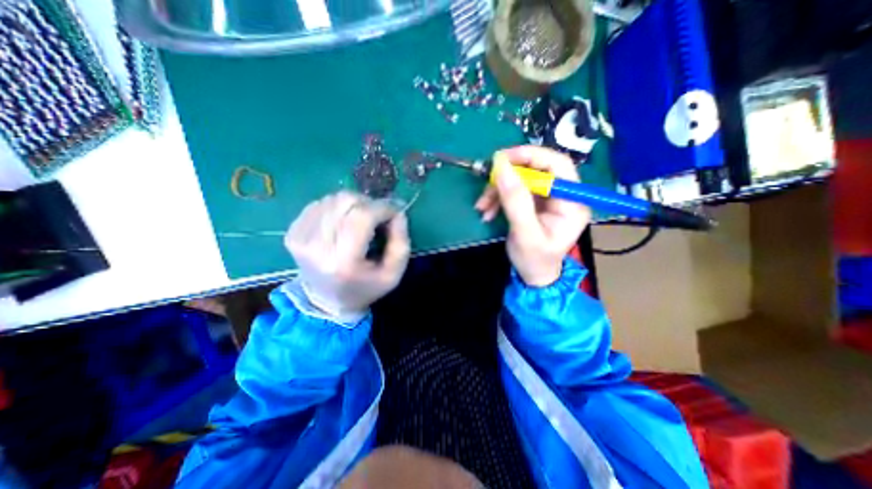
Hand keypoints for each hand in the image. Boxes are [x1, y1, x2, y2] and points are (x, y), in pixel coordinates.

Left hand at [286, 190, 410, 320]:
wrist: (326, 301)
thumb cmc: (365, 288)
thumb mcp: (393, 274)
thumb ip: (400, 242)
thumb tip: (398, 212)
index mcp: (343, 261)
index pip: (363, 216)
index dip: (383, 208)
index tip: (396, 212)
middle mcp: (316, 246)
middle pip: (346, 201)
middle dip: (370, 204)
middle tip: (379, 217)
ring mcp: (300, 237)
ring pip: (334, 199)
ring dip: (354, 205)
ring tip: (362, 222)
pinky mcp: (293, 231)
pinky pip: (321, 203)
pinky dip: (338, 208)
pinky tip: (343, 223)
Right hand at [476, 146, 591, 287]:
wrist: (533, 275)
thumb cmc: (535, 260)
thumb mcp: (525, 234)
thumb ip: (515, 202)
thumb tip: (502, 168)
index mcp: (572, 202)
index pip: (558, 165)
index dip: (531, 156)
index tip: (503, 158)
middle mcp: (562, 195)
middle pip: (536, 169)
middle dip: (508, 176)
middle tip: (487, 181)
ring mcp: (547, 198)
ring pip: (520, 180)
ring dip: (498, 189)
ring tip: (482, 206)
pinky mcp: (533, 202)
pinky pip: (513, 190)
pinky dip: (497, 197)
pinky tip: (487, 210)